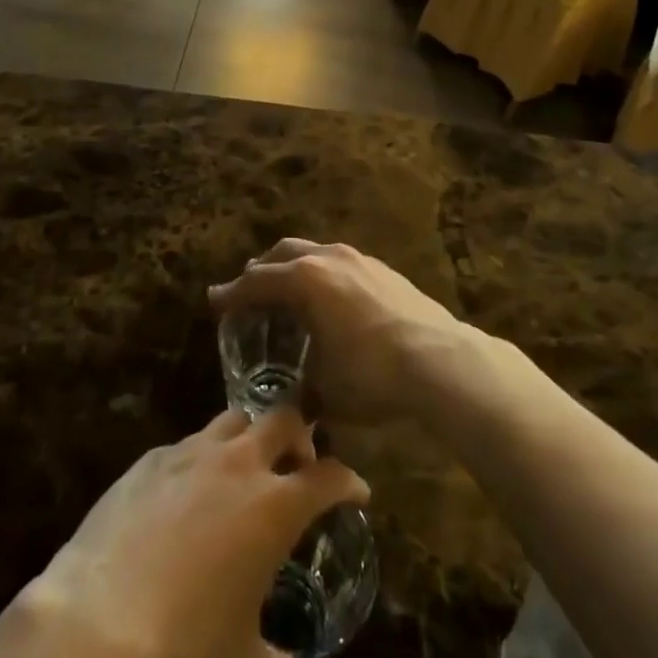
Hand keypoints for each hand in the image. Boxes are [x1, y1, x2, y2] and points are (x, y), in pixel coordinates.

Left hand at [33, 406, 367, 657]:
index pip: (327, 476)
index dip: (348, 481)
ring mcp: (190, 453)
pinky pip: (186, 444)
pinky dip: (200, 458)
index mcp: (273, 506)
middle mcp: (237, 464)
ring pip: (233, 419)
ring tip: (246, 467)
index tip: (356, 491)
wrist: (99, 618)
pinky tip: (188, 490)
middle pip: (282, 419)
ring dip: (250, 436)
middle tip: (300, 461)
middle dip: (300, 435)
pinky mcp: (150, 458)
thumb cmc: (184, 644)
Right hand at [208, 240, 465, 424]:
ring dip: (295, 267)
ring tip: (290, 290)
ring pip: (314, 252)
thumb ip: (302, 390)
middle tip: (250, 290)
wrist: (441, 360)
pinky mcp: (384, 269)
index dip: (232, 293)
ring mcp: (359, 259)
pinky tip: (331, 299)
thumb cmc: (373, 374)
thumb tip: (295, 405)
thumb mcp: (327, 390)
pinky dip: (323, 274)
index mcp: (305, 280)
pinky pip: (340, 262)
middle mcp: (328, 258)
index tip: (215, 301)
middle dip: (262, 269)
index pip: (257, 281)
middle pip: (283, 253)